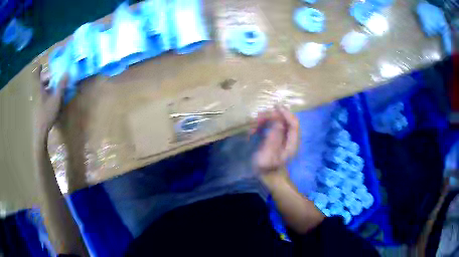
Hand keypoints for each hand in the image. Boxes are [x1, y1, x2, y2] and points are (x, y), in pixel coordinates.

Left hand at [36, 65, 66, 137]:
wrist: (40, 132)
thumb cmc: (47, 114)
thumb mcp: (56, 99)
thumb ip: (61, 86)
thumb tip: (67, 72)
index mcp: (39, 88)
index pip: (36, 75)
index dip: (38, 69)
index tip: (41, 65)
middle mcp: (36, 93)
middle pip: (40, 82)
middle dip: (46, 78)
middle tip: (54, 77)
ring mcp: (36, 102)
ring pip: (41, 90)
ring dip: (47, 86)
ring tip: (55, 88)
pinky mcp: (37, 109)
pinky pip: (41, 97)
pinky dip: (46, 94)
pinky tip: (52, 99)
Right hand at [252, 105, 298, 175]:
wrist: (269, 178)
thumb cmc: (267, 170)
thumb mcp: (268, 155)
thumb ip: (273, 138)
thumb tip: (278, 122)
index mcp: (292, 144)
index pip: (293, 124)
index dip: (286, 114)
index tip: (275, 107)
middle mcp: (290, 139)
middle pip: (285, 121)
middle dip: (272, 116)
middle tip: (258, 117)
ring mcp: (283, 138)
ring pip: (277, 122)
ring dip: (266, 120)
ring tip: (253, 125)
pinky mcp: (276, 138)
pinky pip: (271, 127)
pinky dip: (263, 126)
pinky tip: (253, 130)